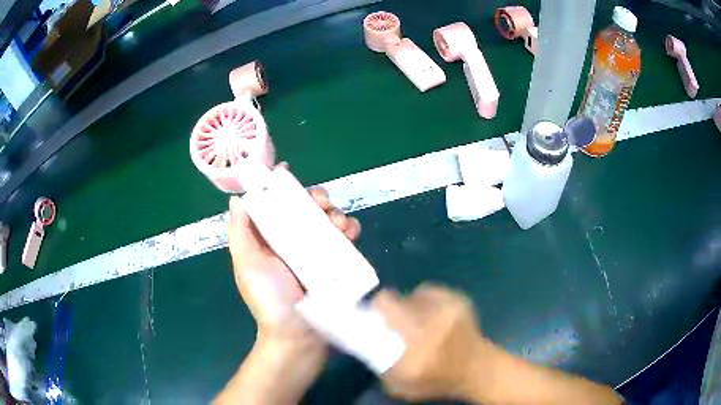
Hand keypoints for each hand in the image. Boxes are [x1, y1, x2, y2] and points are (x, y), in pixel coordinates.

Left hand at [225, 181, 360, 401]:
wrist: (299, 336)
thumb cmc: (269, 300)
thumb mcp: (247, 264)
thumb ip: (240, 232)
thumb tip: (237, 199)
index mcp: (269, 239)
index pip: (275, 204)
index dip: (280, 186)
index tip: (287, 172)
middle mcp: (292, 240)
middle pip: (305, 208)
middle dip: (315, 198)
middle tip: (322, 203)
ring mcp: (316, 251)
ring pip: (327, 219)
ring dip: (335, 212)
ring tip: (338, 223)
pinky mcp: (337, 262)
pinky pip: (346, 238)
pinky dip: (349, 229)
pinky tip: (349, 234)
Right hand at [373, 285, 622, 404]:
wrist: (480, 369)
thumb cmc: (439, 381)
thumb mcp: (400, 386)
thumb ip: (378, 363)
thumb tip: (366, 338)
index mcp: (415, 344)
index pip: (386, 306)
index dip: (374, 309)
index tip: (373, 318)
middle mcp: (433, 320)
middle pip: (396, 298)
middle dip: (390, 308)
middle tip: (395, 322)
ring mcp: (450, 307)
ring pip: (414, 293)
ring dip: (411, 305)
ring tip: (420, 321)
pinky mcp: (460, 299)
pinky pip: (431, 292)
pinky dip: (428, 301)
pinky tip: (436, 316)